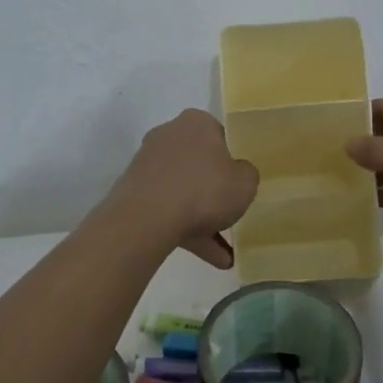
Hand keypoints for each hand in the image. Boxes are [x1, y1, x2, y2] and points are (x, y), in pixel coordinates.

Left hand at [109, 109, 259, 268]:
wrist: (147, 218)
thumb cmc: (204, 189)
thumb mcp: (245, 183)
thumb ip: (247, 175)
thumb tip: (239, 174)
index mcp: (196, 123)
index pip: (219, 134)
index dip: (231, 158)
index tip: (239, 180)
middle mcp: (168, 136)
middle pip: (198, 164)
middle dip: (214, 192)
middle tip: (231, 214)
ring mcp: (148, 165)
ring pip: (183, 192)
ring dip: (204, 220)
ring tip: (226, 254)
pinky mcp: (135, 193)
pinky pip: (168, 210)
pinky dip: (187, 232)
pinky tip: (211, 259)